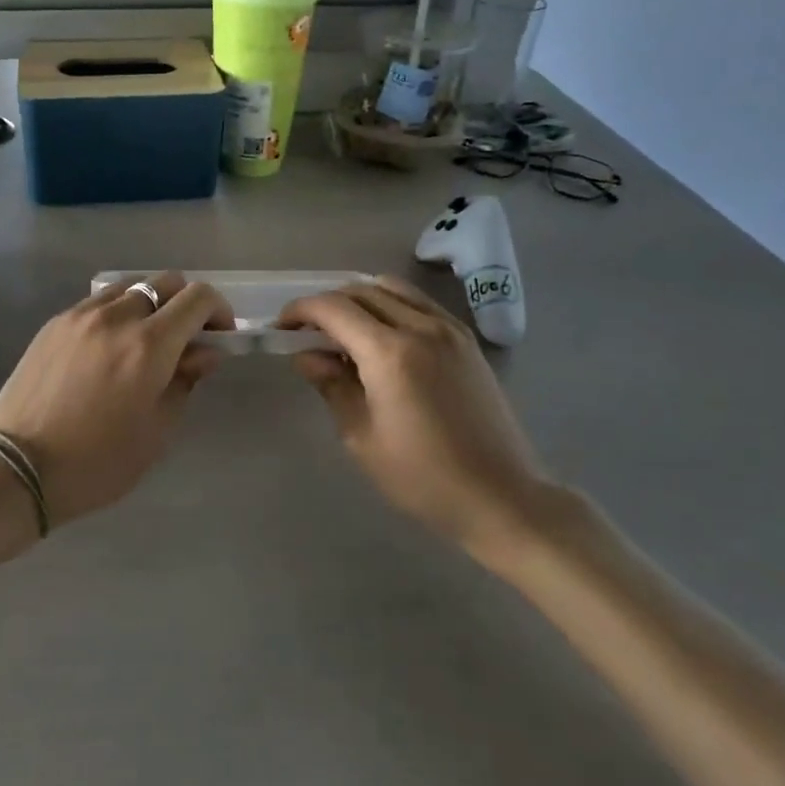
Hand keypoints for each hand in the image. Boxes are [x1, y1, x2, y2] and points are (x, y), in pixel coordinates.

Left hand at [0, 273, 233, 526]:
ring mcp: (80, 315)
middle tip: (186, 340)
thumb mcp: (156, 431)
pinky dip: (116, 313)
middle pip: (165, 282)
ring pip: (130, 287)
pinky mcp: (54, 323)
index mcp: (149, 345)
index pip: (197, 298)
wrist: (17, 468)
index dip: (218, 311)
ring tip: (144, 342)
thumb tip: (205, 352)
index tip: (219, 336)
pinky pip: (97, 302)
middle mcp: (116, 317)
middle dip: (186, 304)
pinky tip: (109, 347)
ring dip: (149, 305)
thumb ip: (185, 381)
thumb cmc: (97, 462)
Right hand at [279, 277, 555, 572]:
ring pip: (393, 289)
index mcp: (390, 353)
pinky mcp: (466, 340)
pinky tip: (382, 337)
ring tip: (343, 330)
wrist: (501, 496)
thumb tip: (307, 356)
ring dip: (359, 299)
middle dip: (327, 304)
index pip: (333, 309)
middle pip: (361, 291)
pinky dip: (391, 305)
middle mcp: (421, 327)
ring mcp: (449, 329)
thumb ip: (332, 386)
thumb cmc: (423, 477)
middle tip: (307, 332)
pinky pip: (419, 303)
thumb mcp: (362, 437)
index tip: (282, 327)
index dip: (301, 310)